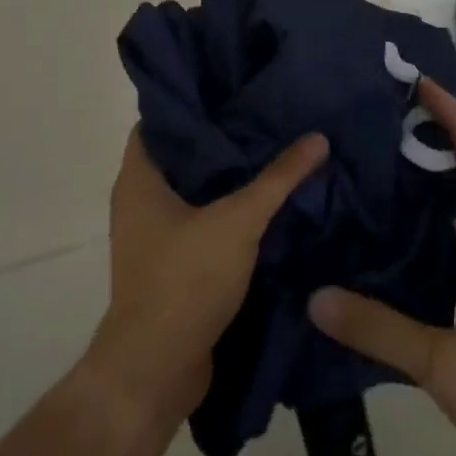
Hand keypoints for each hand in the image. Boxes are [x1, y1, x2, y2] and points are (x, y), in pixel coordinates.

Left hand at [85, 126, 328, 441]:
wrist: (157, 368)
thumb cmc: (185, 280)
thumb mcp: (238, 222)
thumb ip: (278, 179)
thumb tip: (317, 137)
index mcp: (138, 178)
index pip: (161, 120)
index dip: (194, 102)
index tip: (233, 88)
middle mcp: (138, 200)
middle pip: (181, 155)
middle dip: (220, 139)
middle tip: (265, 116)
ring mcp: (152, 235)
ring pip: (192, 191)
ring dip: (226, 178)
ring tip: (272, 151)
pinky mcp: (170, 263)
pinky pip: (199, 223)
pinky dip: (226, 212)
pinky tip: (265, 204)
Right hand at [308, 78, 455, 455]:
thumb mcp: (445, 365)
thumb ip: (380, 330)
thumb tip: (315, 296)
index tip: (421, 85)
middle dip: (440, 136)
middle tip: (386, 118)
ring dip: (433, 179)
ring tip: (379, 164)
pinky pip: (455, 243)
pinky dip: (427, 225)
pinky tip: (391, 238)